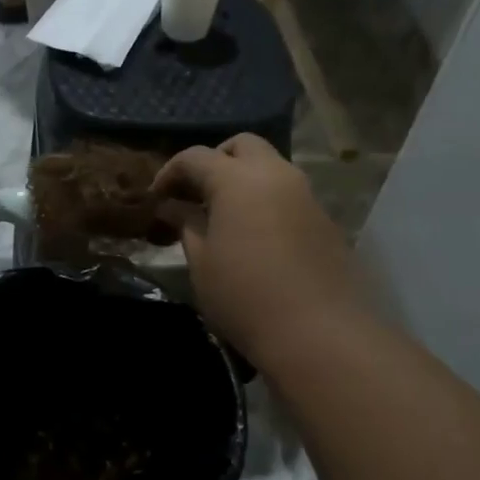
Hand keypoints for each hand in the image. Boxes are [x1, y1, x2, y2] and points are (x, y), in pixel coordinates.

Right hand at [154, 135, 367, 364]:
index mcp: (238, 180)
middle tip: (194, 195)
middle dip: (214, 161)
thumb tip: (173, 206)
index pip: (196, 157)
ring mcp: (306, 195)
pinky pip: (287, 194)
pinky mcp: (324, 220)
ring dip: (242, 179)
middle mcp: (276, 174)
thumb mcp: (201, 262)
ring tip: (221, 217)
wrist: (319, 333)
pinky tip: (253, 237)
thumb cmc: (245, 297)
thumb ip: (186, 224)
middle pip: (241, 146)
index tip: (155, 198)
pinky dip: (264, 200)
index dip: (170, 173)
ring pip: (270, 167)